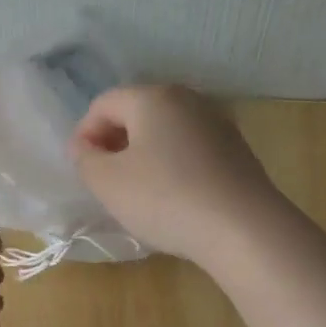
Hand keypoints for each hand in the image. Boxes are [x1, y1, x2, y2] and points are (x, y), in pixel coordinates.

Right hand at [70, 85, 286, 264]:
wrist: (244, 229)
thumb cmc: (166, 199)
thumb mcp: (108, 183)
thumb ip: (85, 160)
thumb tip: (85, 147)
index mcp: (153, 97)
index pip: (103, 104)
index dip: (84, 134)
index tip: (82, 169)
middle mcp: (188, 99)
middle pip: (137, 112)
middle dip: (114, 143)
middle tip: (105, 180)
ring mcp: (217, 123)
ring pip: (165, 132)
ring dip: (144, 155)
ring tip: (137, 192)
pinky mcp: (237, 151)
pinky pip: (190, 150)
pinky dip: (172, 166)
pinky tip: (173, 198)